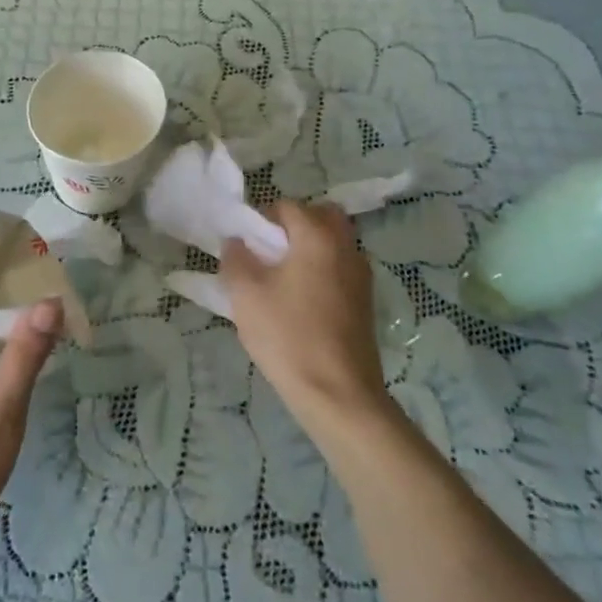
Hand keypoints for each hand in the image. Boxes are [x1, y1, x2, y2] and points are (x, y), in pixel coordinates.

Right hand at [221, 201, 383, 424]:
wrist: (338, 394)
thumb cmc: (288, 336)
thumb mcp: (246, 295)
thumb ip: (236, 258)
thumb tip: (236, 241)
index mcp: (318, 236)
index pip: (287, 206)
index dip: (261, 219)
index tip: (245, 244)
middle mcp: (346, 247)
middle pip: (321, 216)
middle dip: (294, 225)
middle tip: (269, 251)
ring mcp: (361, 275)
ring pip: (335, 242)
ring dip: (310, 247)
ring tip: (281, 278)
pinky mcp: (366, 301)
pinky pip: (341, 268)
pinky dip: (322, 270)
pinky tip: (301, 301)